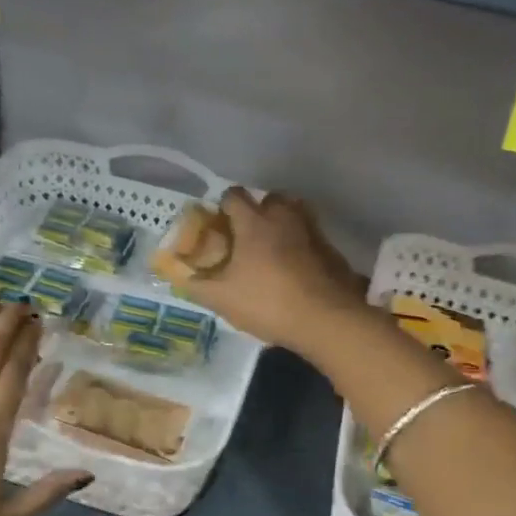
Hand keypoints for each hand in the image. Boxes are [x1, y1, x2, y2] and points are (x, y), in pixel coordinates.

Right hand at [180, 187, 367, 352]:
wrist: (326, 319)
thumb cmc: (267, 302)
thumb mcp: (222, 299)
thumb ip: (198, 286)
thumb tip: (184, 278)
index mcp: (254, 222)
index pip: (234, 196)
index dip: (222, 205)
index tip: (218, 223)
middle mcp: (284, 217)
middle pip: (270, 197)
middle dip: (258, 210)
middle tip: (247, 235)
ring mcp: (311, 230)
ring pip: (295, 212)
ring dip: (283, 222)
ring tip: (272, 248)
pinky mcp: (331, 248)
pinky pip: (311, 235)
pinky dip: (301, 242)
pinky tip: (295, 266)